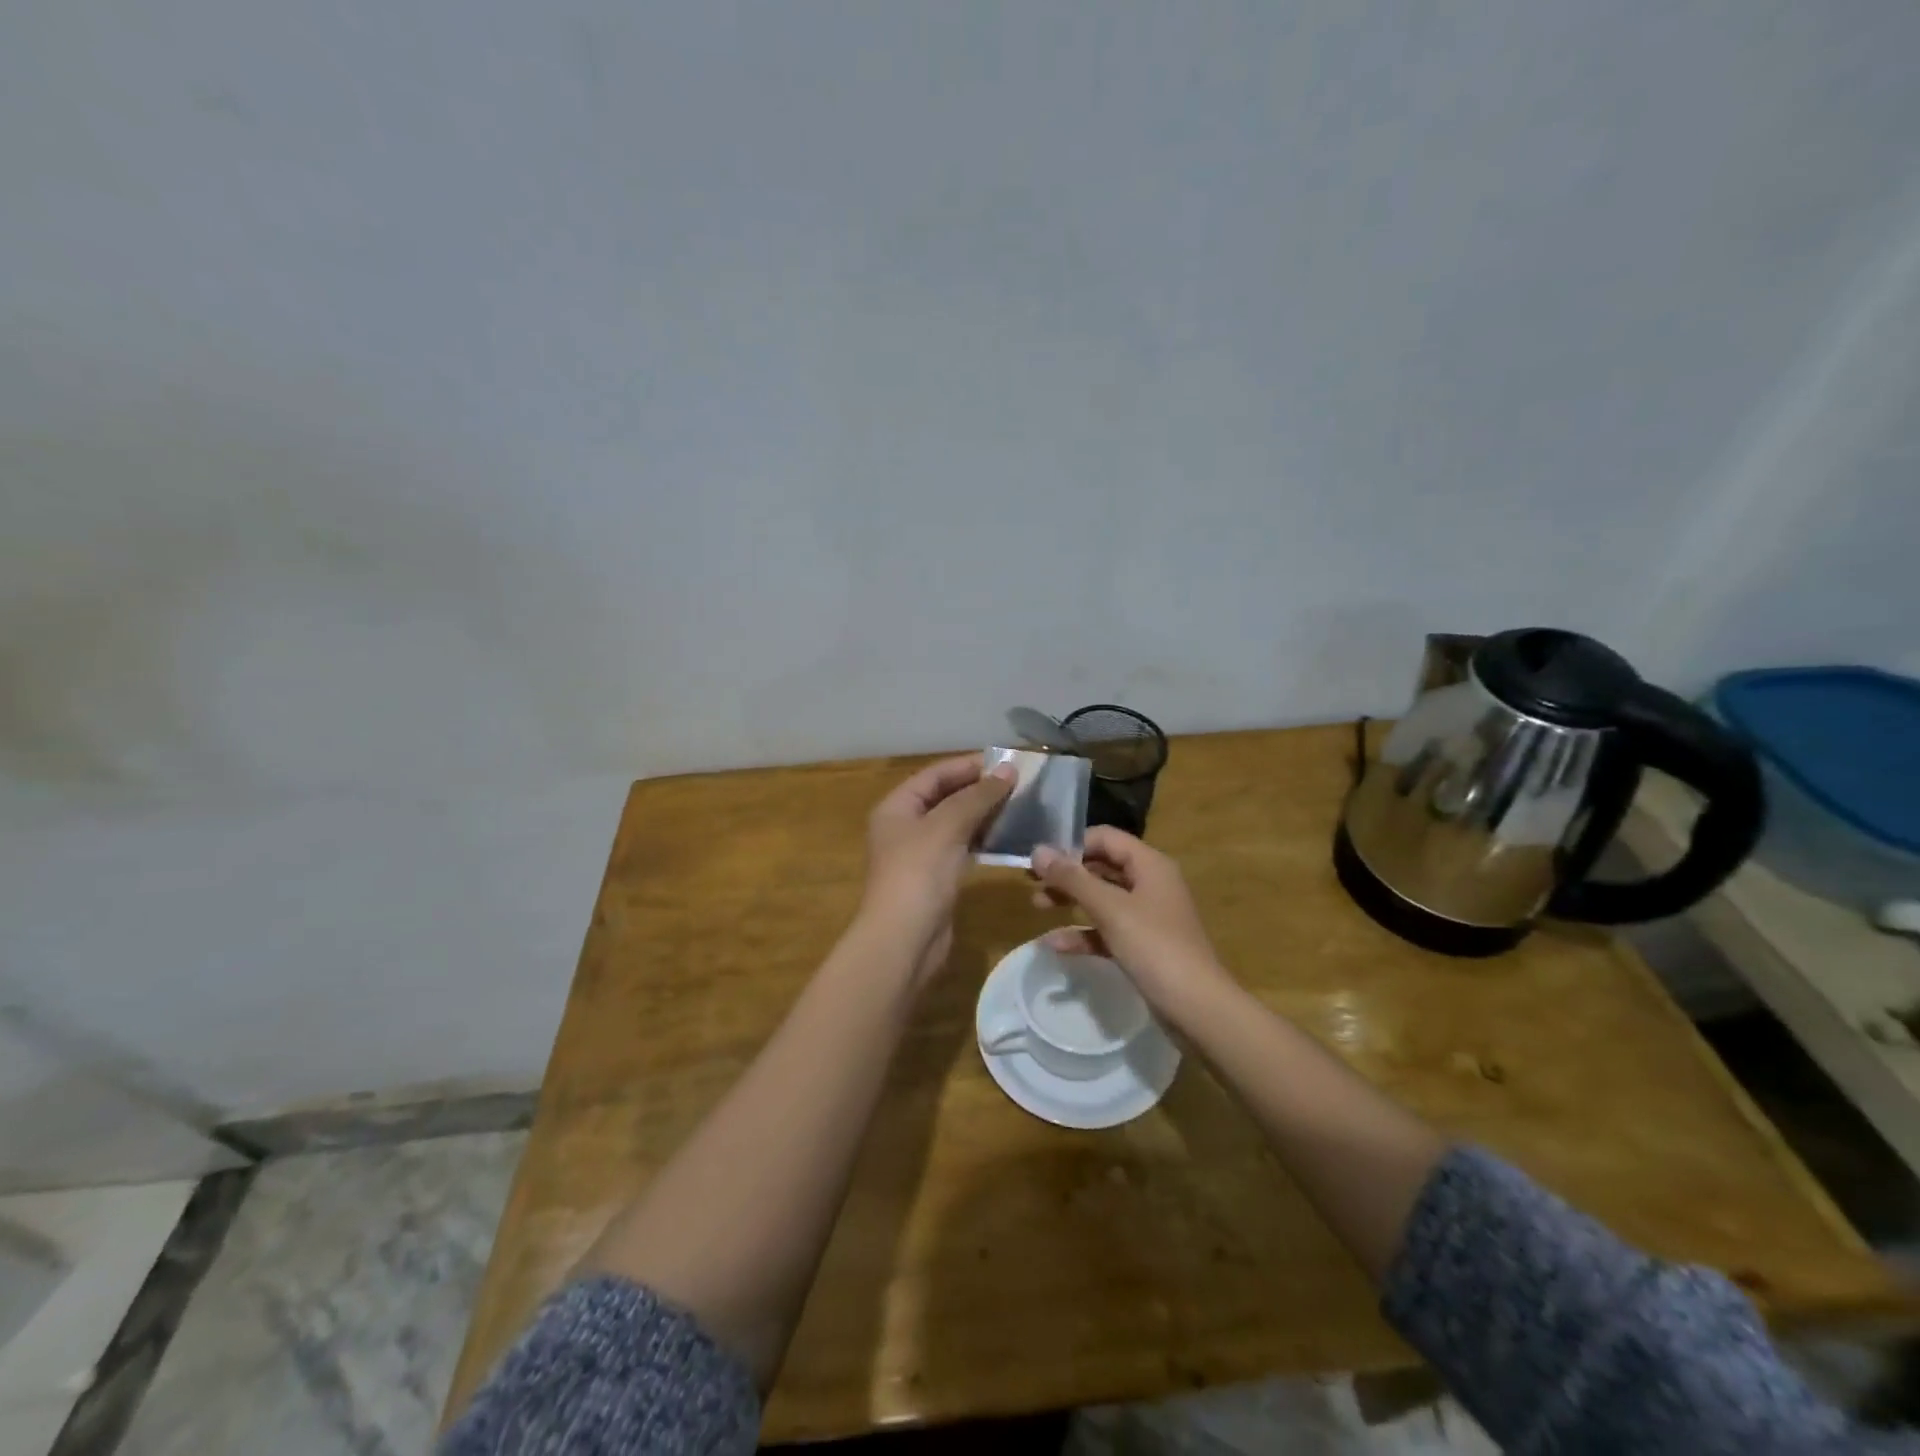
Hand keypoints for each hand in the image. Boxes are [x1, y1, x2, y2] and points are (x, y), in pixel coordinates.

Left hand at [861, 755, 1016, 982]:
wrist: (904, 941)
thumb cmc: (918, 874)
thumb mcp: (947, 827)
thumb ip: (977, 796)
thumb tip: (1008, 770)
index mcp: (897, 807)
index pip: (935, 775)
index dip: (968, 766)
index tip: (1007, 763)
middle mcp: (905, 827)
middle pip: (945, 798)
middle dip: (980, 790)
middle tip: (1020, 784)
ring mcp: (921, 855)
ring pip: (956, 824)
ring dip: (985, 814)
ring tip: (1021, 806)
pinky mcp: (937, 879)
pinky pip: (962, 849)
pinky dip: (983, 840)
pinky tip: (1009, 836)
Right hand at [1030, 828, 1233, 1018]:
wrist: (1197, 1008)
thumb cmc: (1155, 947)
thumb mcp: (1110, 909)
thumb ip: (1072, 879)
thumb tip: (1038, 851)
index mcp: (1149, 865)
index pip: (1105, 838)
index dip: (1072, 844)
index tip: (1040, 860)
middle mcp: (1150, 883)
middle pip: (1101, 867)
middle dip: (1067, 873)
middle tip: (1032, 882)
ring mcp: (1148, 916)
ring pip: (1102, 898)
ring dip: (1071, 900)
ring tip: (1037, 906)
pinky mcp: (1143, 945)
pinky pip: (1108, 929)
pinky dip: (1084, 932)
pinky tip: (1056, 945)